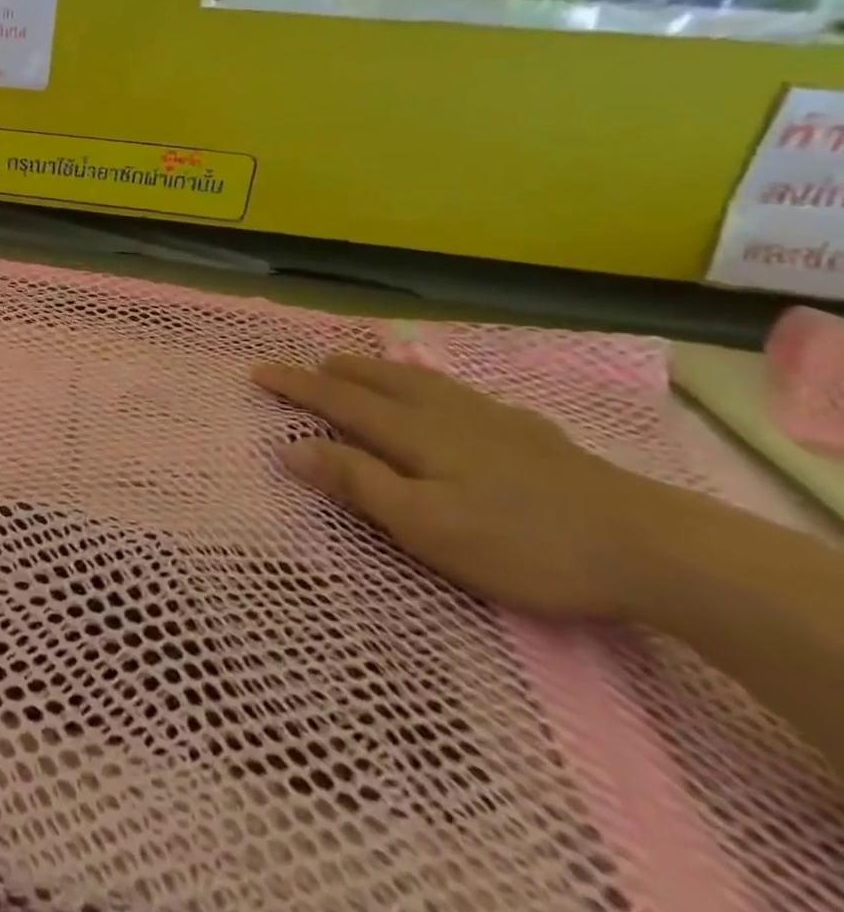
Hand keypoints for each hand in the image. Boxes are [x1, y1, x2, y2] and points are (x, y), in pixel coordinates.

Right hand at [253, 355, 663, 619]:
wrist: (653, 547)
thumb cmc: (521, 542)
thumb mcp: (424, 524)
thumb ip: (357, 482)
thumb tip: (291, 447)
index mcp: (413, 433)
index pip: (338, 399)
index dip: (296, 385)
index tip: (258, 370)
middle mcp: (445, 414)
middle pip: (379, 380)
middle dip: (337, 371)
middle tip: (310, 364)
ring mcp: (494, 420)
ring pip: (422, 381)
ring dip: (382, 371)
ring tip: (364, 367)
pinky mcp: (534, 435)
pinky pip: (463, 394)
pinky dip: (434, 386)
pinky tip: (452, 399)